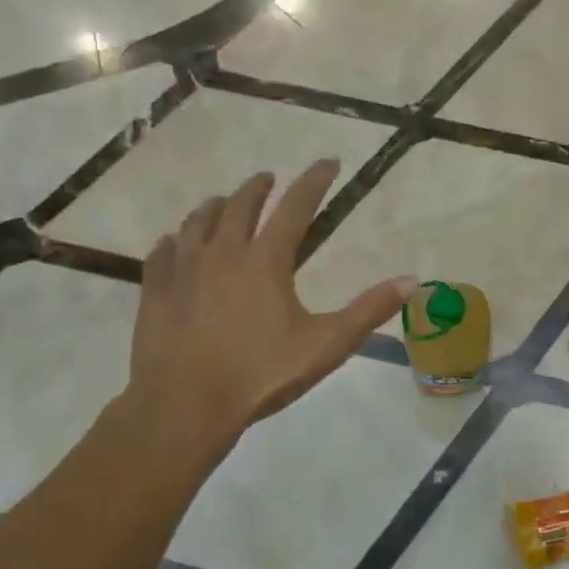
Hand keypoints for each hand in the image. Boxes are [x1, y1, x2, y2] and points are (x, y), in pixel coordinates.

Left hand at [121, 160, 415, 455]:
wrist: (184, 406)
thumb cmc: (261, 374)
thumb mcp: (327, 344)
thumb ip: (370, 310)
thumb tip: (413, 281)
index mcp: (266, 260)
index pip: (296, 206)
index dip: (314, 181)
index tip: (328, 162)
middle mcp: (223, 252)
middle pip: (240, 205)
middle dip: (258, 187)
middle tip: (269, 179)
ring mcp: (183, 270)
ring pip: (197, 222)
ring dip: (215, 207)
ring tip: (222, 203)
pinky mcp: (156, 292)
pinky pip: (163, 253)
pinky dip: (174, 241)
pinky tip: (174, 244)